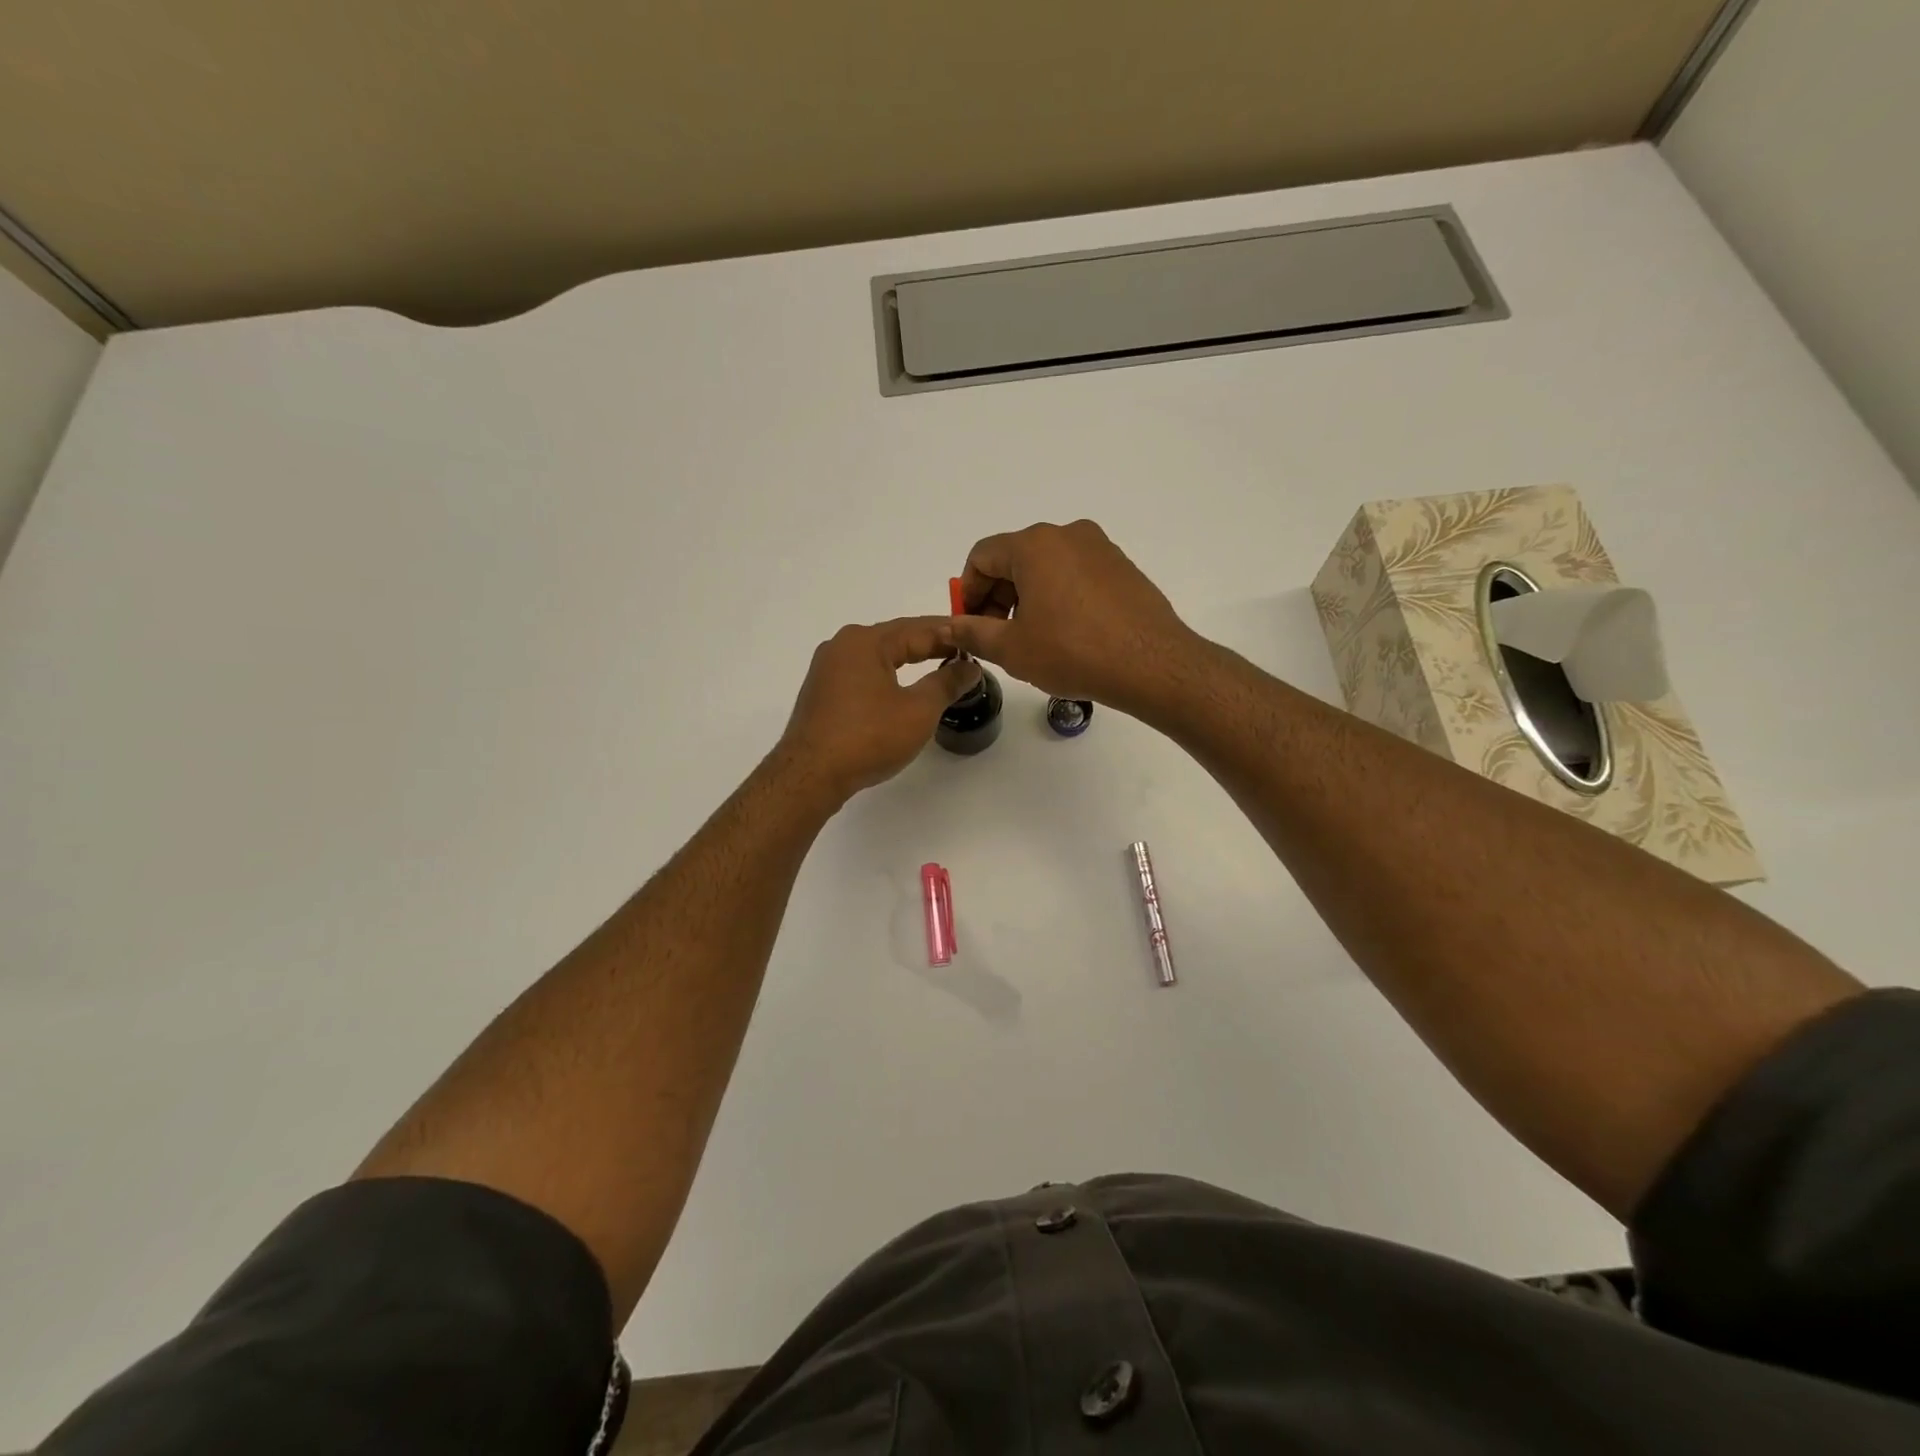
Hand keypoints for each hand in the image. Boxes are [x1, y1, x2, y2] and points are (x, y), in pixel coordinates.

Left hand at [777, 617, 981, 801]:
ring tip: (938, 667)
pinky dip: (888, 677)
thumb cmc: (868, 737)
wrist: (810, 775)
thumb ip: (947, 683)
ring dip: (908, 660)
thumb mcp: (918, 710)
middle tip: (964, 653)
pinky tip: (902, 689)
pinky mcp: (822, 693)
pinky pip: (863, 675)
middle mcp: (842, 646)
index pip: (918, 629)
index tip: (977, 639)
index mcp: (865, 641)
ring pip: (878, 657)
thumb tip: (969, 666)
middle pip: (895, 639)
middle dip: (930, 645)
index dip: (951, 635)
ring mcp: (827, 670)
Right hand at [952, 520, 1196, 717]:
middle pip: (1014, 559)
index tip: (969, 624)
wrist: (1151, 664)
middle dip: (997, 596)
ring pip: (1046, 567)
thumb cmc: (1072, 652)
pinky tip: (1066, 634)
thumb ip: (972, 632)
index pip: (982, 556)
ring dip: (1027, 598)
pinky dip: (1059, 596)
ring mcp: (1099, 548)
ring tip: (1031, 639)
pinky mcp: (1122, 567)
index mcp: (1034, 545)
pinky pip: (1076, 574)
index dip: (967, 591)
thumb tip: (947, 626)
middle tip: (996, 636)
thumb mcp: (1012, 648)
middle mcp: (1067, 534)